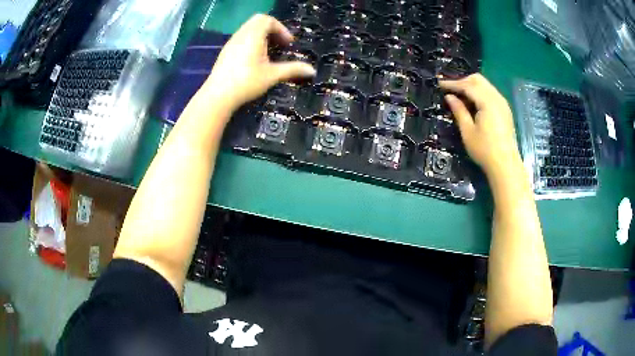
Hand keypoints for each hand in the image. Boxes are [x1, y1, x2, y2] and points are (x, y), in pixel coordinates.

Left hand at [201, 14, 315, 113]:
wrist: (218, 95)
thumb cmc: (247, 82)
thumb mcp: (272, 75)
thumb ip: (292, 69)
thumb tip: (312, 70)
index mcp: (253, 35)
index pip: (268, 20)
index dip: (281, 29)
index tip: (288, 43)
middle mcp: (241, 34)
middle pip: (258, 21)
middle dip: (272, 29)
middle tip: (279, 44)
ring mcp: (231, 42)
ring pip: (248, 29)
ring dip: (261, 35)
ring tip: (268, 52)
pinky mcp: (225, 51)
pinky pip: (241, 37)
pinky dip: (251, 41)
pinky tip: (254, 59)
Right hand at [440, 74, 521, 178]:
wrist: (505, 165)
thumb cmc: (485, 150)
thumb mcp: (468, 132)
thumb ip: (459, 111)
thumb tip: (449, 97)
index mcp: (487, 102)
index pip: (468, 85)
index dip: (453, 84)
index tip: (440, 84)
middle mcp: (497, 98)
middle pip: (478, 80)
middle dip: (463, 81)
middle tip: (451, 90)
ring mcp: (503, 103)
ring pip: (485, 85)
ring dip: (472, 86)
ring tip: (460, 96)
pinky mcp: (505, 110)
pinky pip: (491, 93)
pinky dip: (480, 93)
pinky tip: (474, 103)